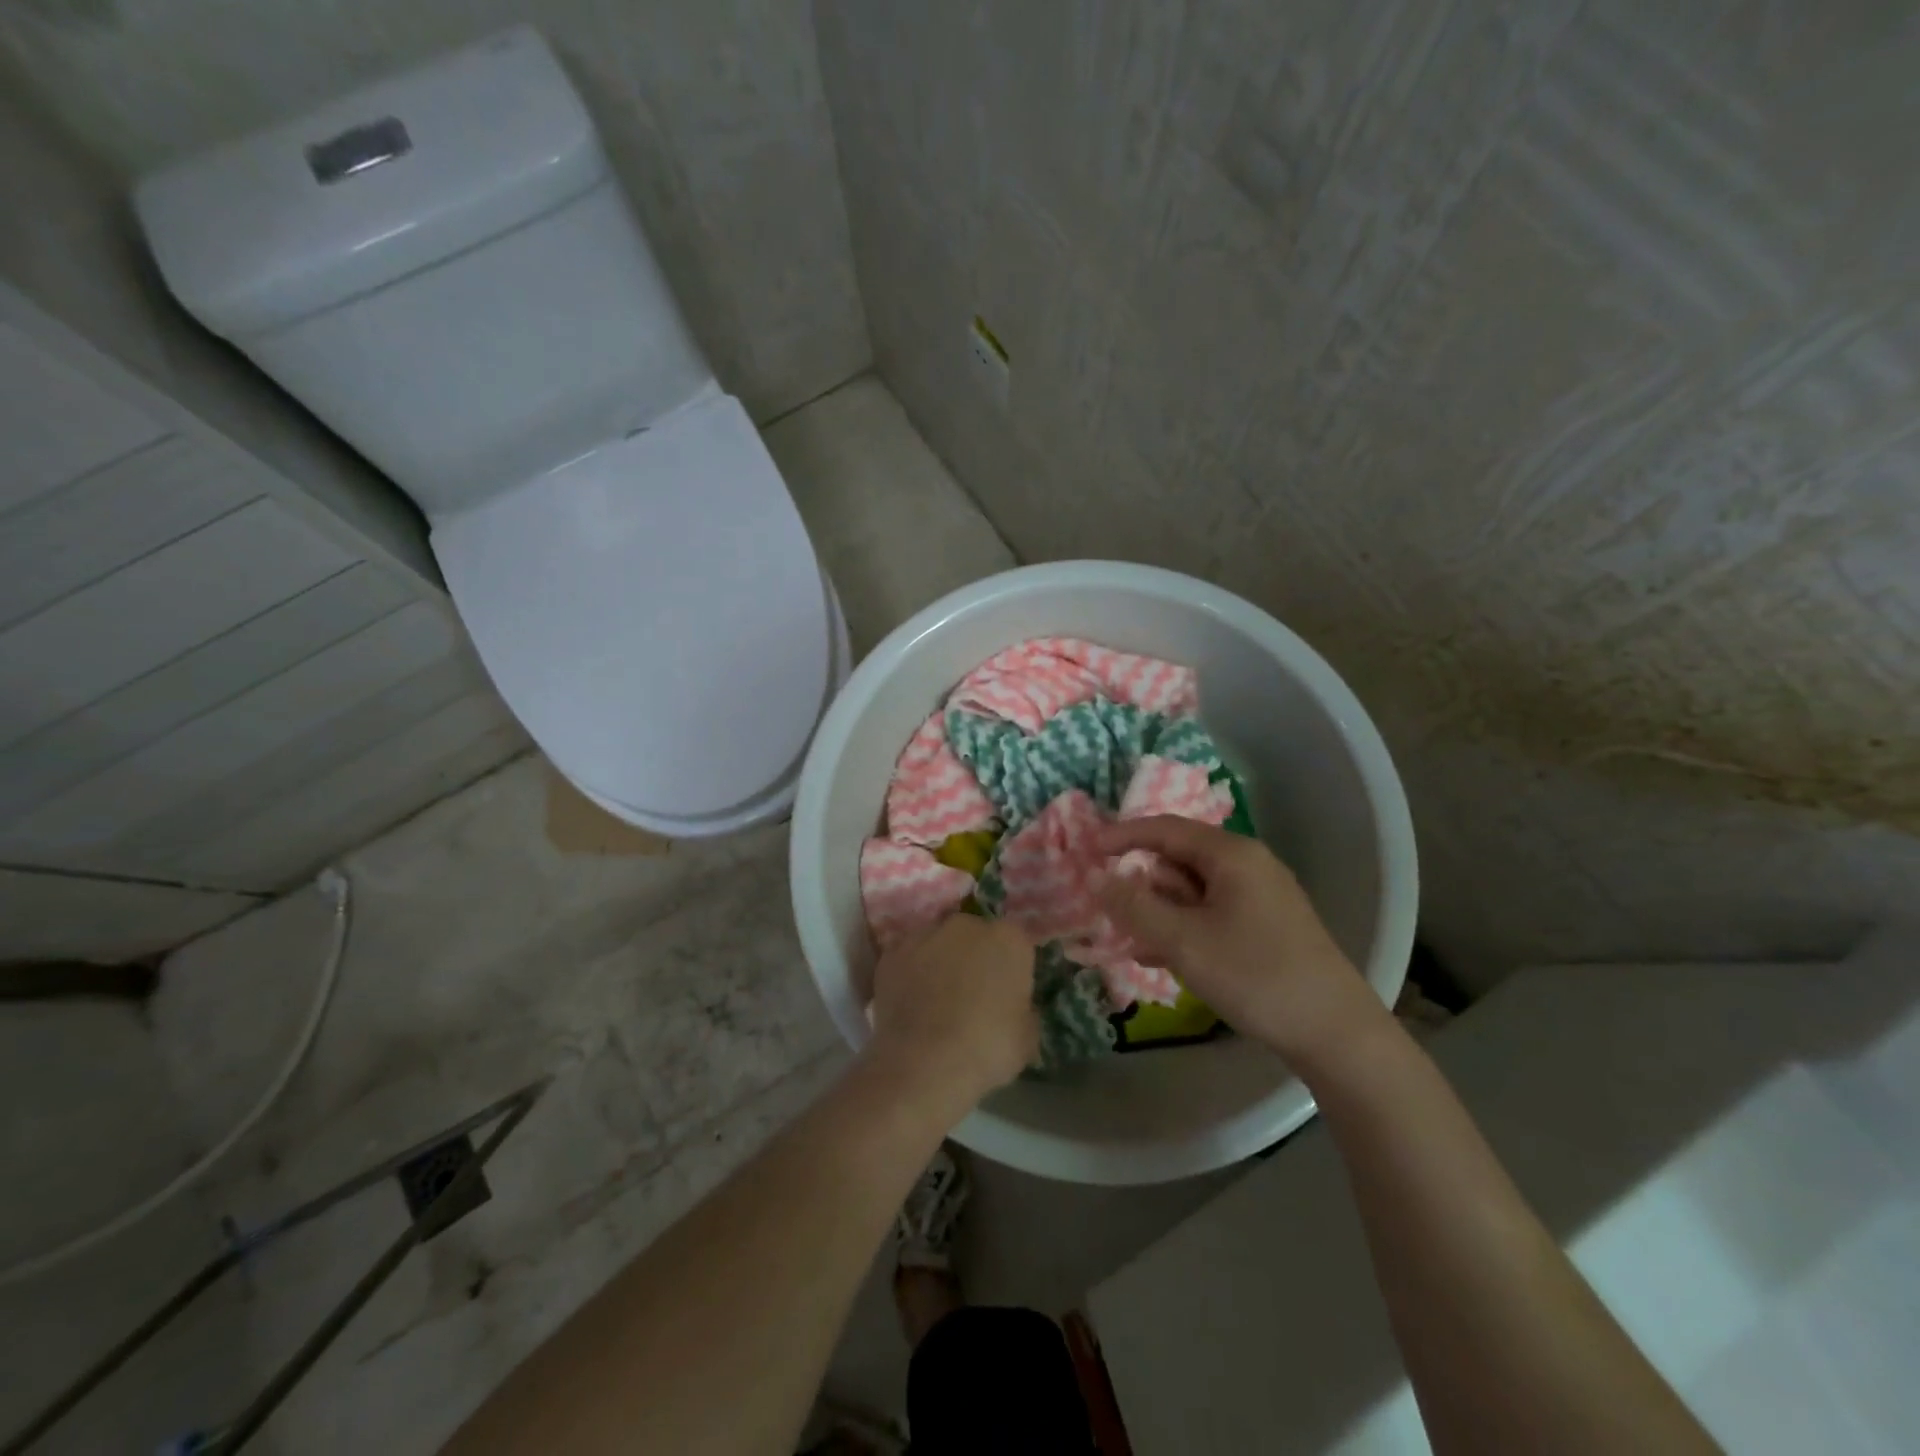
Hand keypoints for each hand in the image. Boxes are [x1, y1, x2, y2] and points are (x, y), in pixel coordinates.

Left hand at [866, 914, 1038, 1118]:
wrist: (924, 1064)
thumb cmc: (987, 1048)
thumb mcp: (1027, 1036)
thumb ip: (1023, 1009)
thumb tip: (1013, 1007)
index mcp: (1008, 939)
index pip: (1016, 943)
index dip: (1012, 968)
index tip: (1008, 994)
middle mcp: (966, 925)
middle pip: (975, 935)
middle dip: (975, 957)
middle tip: (972, 996)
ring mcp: (925, 935)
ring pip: (939, 944)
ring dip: (941, 962)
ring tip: (936, 1002)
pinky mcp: (892, 954)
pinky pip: (908, 960)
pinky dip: (910, 975)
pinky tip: (911, 1005)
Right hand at [1096, 817, 1389, 1070]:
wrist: (1336, 1033)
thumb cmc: (1255, 975)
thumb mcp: (1183, 941)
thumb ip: (1134, 906)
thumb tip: (1096, 877)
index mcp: (1231, 855)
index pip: (1165, 828)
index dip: (1122, 836)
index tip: (1087, 851)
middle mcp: (1248, 865)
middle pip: (1178, 860)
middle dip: (1142, 884)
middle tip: (1111, 912)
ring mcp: (1260, 897)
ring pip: (1192, 891)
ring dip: (1159, 912)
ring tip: (1132, 942)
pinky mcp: (1266, 926)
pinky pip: (1210, 914)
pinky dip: (1183, 929)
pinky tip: (1160, 959)